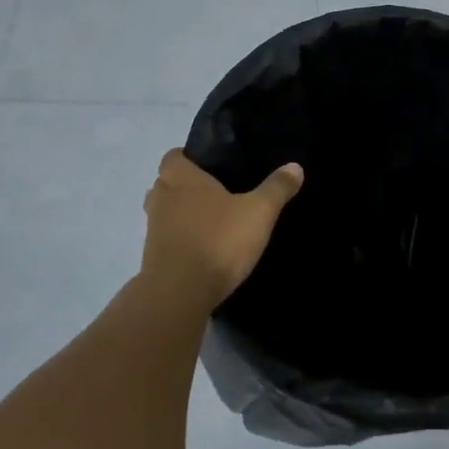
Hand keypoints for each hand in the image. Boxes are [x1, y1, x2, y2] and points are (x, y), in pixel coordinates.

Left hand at [141, 150, 303, 308]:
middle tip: (217, 193)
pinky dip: (181, 240)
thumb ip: (276, 188)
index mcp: (181, 178)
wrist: (180, 293)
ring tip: (212, 222)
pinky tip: (205, 249)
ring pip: (165, 211)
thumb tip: (295, 166)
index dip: (189, 158)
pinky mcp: (153, 256)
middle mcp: (160, 197)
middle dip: (186, 186)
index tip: (212, 166)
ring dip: (181, 214)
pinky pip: (167, 239)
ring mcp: (153, 228)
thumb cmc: (218, 240)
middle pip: (167, 183)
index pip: (173, 155)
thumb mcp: (258, 212)